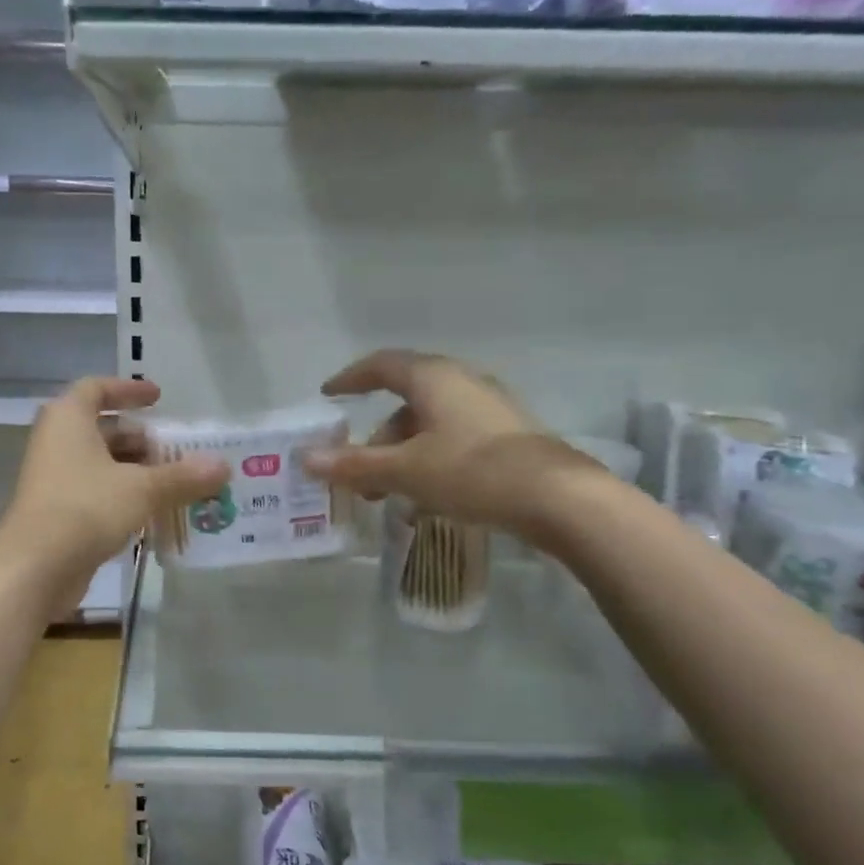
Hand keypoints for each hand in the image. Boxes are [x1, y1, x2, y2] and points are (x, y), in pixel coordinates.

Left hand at [0, 378, 228, 609]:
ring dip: (135, 471)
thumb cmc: (85, 509)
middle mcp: (56, 443)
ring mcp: (54, 479)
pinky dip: (123, 496)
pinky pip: (95, 493)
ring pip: (100, 464)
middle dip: (140, 439)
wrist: (33, 568)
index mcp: (68, 420)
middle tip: (176, 451)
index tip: (158, 398)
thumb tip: (222, 465)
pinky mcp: (57, 512)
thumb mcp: (142, 489)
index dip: (127, 390)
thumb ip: (182, 476)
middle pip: (102, 430)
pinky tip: (152, 513)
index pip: (96, 389)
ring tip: (173, 484)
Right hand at [305, 349, 598, 535]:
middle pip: (406, 401)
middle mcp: (462, 382)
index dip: (351, 378)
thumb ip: (354, 465)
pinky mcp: (507, 435)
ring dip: (403, 455)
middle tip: (359, 472)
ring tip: (391, 496)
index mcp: (434, 378)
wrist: (558, 498)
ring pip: (430, 424)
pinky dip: (430, 461)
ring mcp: (489, 408)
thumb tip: (305, 460)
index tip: (329, 394)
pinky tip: (427, 499)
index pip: (382, 365)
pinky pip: (454, 440)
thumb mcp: (405, 470)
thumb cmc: (472, 472)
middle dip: (377, 438)